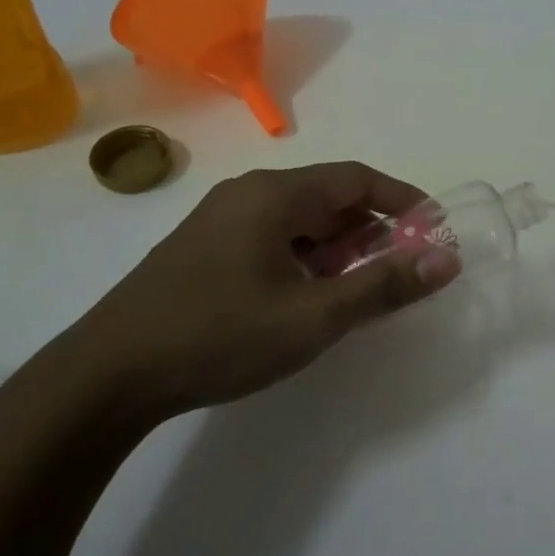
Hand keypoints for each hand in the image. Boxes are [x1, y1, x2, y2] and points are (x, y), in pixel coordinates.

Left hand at [41, 162, 460, 422]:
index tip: (434, 231)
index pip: (357, 179)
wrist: (108, 375)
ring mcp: (220, 220)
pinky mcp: (204, 249)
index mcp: (275, 194)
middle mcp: (248, 194)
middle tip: (399, 271)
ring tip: (356, 292)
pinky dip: (304, 259)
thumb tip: (446, 259)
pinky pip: (272, 239)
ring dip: (337, 249)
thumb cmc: (219, 336)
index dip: (403, 201)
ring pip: (298, 221)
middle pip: (328, 198)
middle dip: (371, 231)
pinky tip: (306, 299)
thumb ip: (383, 286)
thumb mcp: (313, 316)